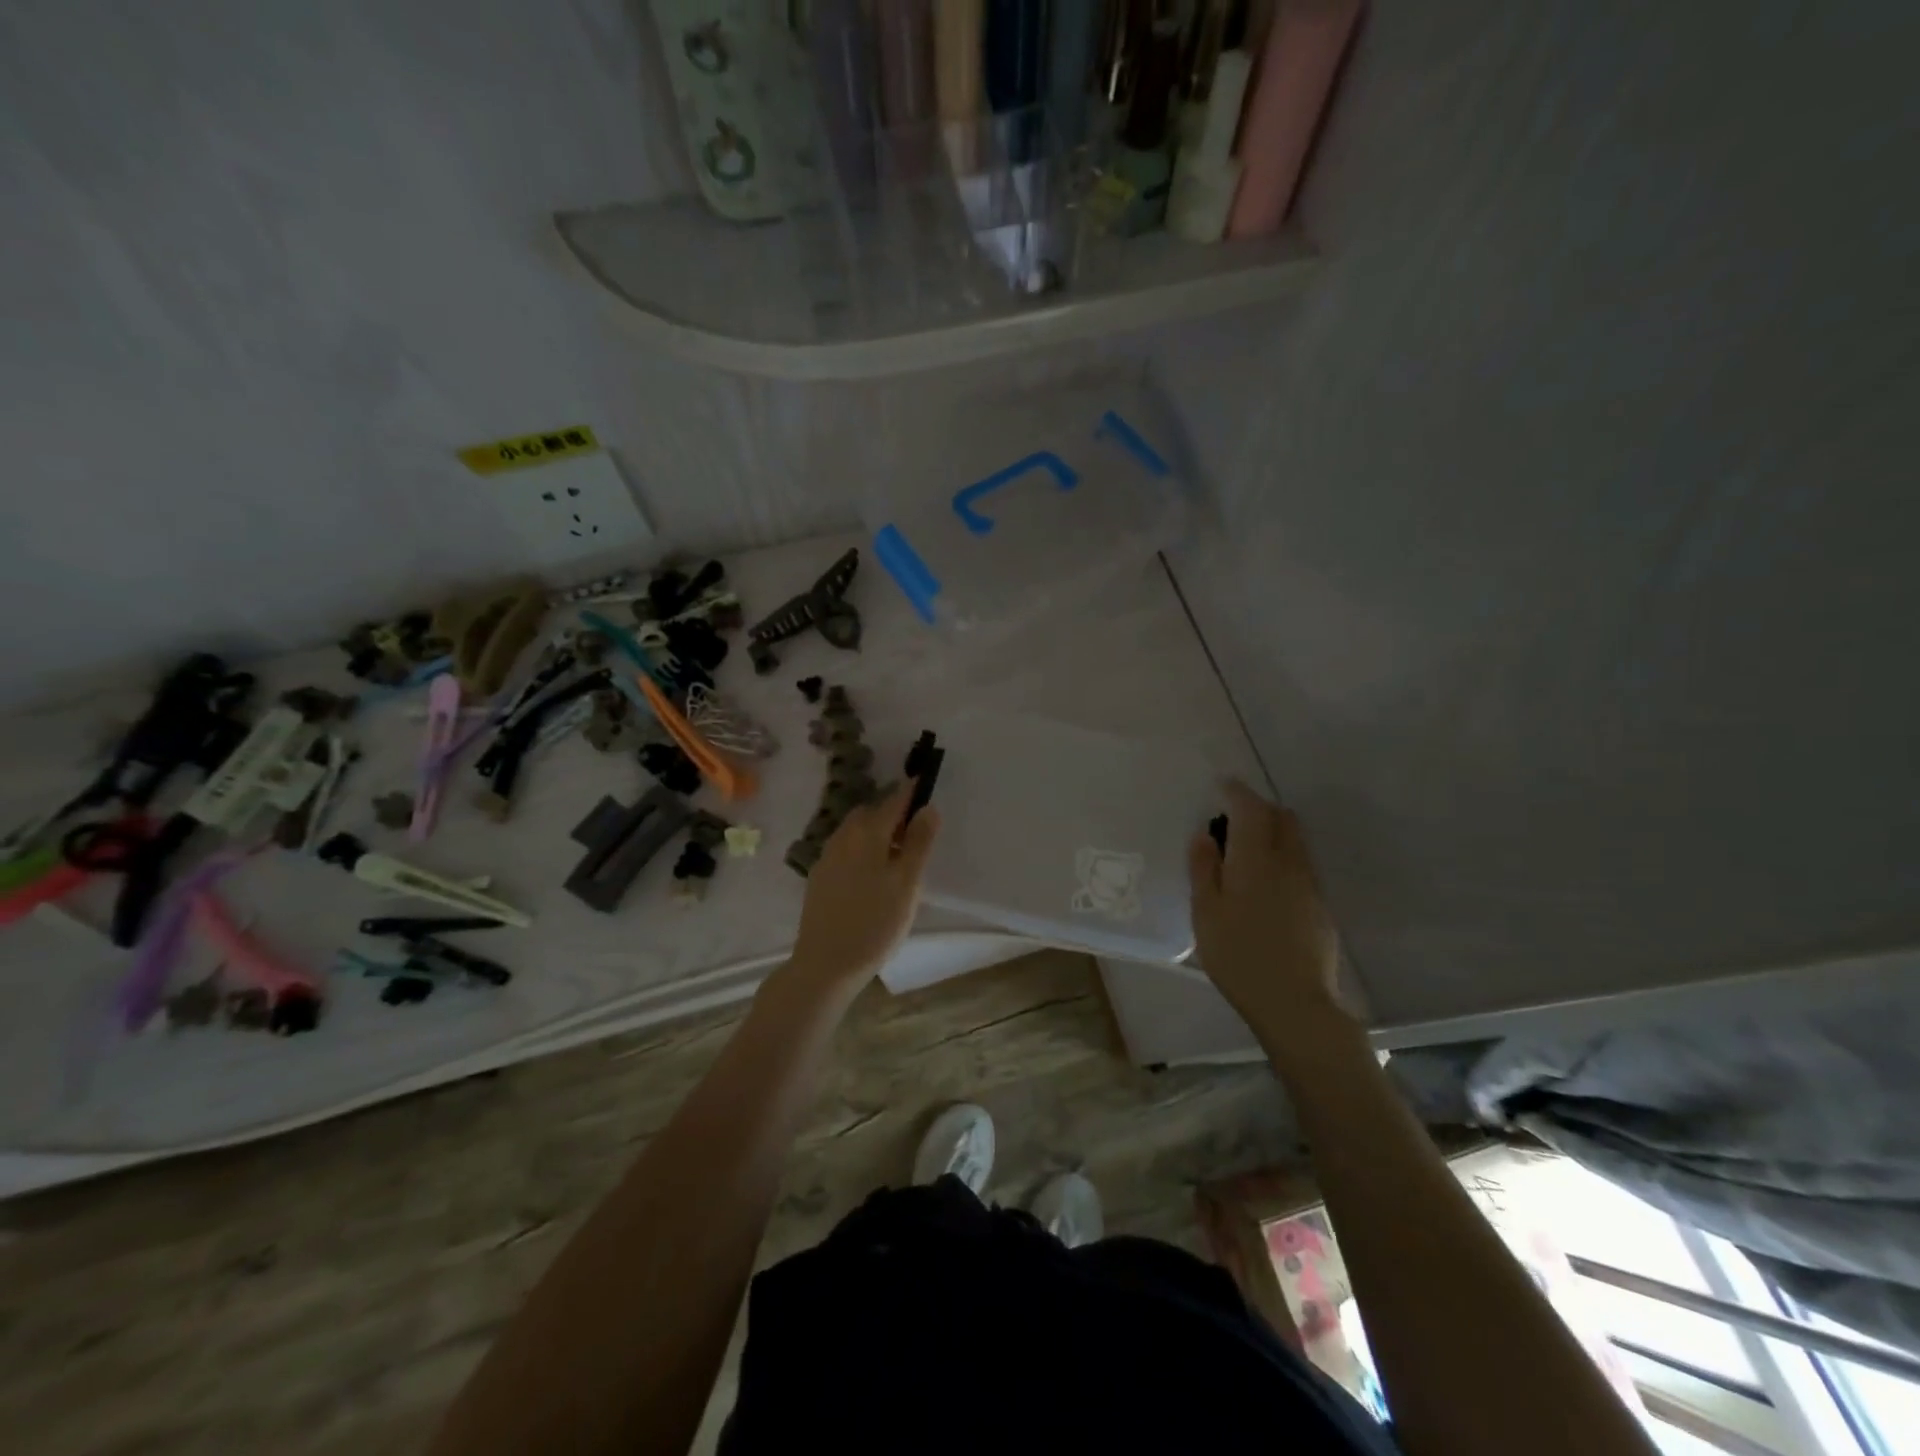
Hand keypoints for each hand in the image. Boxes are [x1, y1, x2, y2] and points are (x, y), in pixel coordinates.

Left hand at [785, 783, 939, 994]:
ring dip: (876, 830)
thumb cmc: (875, 923)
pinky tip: (871, 873)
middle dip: (892, 812)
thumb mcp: (907, 884)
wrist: (825, 964)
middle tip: (916, 829)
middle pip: (871, 812)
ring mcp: (827, 857)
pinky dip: (862, 849)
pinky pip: (845, 849)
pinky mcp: (819, 877)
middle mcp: (843, 837)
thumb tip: (928, 807)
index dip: (911, 791)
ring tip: (897, 853)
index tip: (926, 783)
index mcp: (867, 833)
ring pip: (855, 830)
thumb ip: (919, 843)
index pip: (894, 800)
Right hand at [1189, 780, 1351, 1051]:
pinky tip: (1264, 886)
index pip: (1251, 809)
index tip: (1222, 785)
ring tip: (1246, 852)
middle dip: (1259, 809)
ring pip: (1294, 841)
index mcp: (1256, 859)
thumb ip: (1204, 868)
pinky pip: (1300, 865)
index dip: (1237, 792)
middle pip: (1281, 818)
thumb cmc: (1239, 955)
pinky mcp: (1320, 906)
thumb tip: (1204, 834)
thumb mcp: (1206, 912)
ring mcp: (1309, 884)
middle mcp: (1288, 863)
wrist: (1295, 1003)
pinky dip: (1282, 858)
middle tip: (1232, 819)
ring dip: (1272, 833)